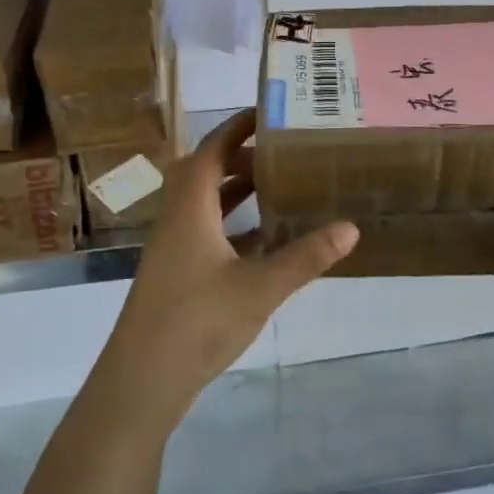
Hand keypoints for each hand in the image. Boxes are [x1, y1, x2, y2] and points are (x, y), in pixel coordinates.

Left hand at [94, 110, 357, 432]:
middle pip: (205, 172)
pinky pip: (205, 232)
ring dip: (235, 191)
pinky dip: (231, 225)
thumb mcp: (260, 287)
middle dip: (240, 157)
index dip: (236, 127)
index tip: (267, 113)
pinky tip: (262, 240)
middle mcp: (176, 219)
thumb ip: (305, 257)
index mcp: (189, 208)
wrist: (142, 380)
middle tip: (281, 154)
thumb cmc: (197, 321)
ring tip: (276, 187)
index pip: (210, 150)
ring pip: (204, 204)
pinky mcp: (175, 274)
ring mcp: (172, 248)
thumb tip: (351, 227)